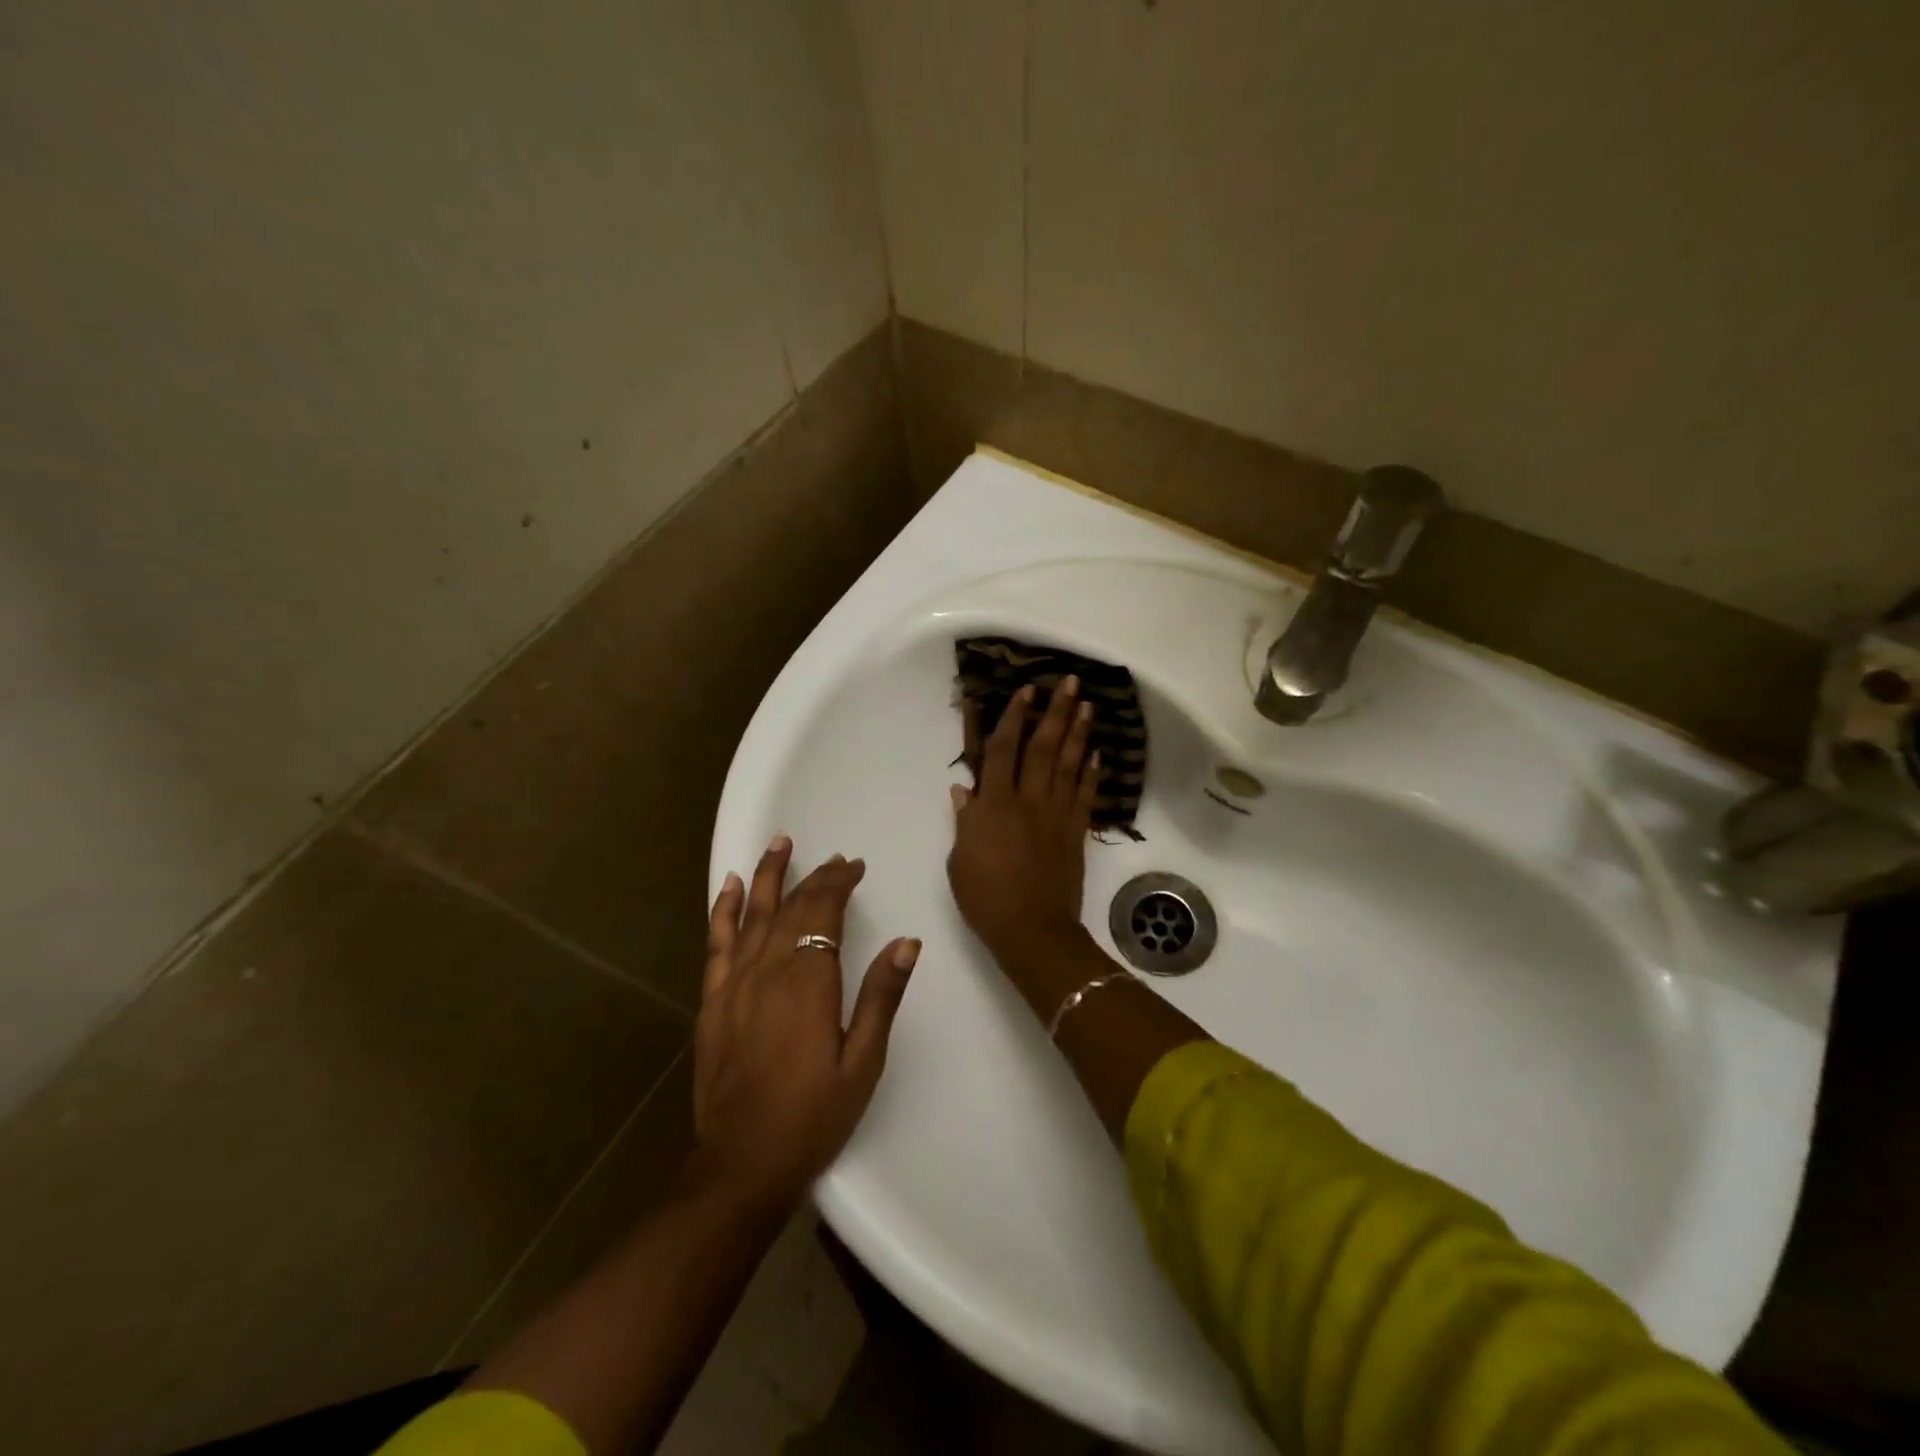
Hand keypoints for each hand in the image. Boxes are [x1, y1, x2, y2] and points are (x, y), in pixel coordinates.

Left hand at [693, 838, 918, 1210]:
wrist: (742, 1164)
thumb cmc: (813, 1115)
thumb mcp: (863, 1062)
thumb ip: (882, 997)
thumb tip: (907, 942)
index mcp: (808, 982)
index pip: (823, 912)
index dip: (839, 883)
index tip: (855, 866)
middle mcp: (768, 970)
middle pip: (792, 908)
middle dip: (815, 878)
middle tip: (836, 859)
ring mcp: (735, 984)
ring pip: (754, 914)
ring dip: (769, 875)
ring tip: (781, 842)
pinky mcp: (713, 1001)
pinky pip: (717, 943)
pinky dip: (725, 910)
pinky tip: (733, 886)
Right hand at [947, 678, 1098, 966]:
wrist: (1031, 929)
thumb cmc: (985, 896)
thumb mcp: (960, 859)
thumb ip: (965, 820)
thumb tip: (963, 789)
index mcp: (994, 805)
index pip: (1002, 750)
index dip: (1013, 718)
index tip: (1025, 692)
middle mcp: (1028, 800)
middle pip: (1043, 747)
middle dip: (1055, 712)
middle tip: (1068, 682)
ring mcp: (1056, 815)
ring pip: (1069, 764)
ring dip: (1078, 732)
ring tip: (1086, 705)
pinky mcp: (1076, 832)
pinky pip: (1085, 795)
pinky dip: (1092, 772)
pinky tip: (1097, 753)